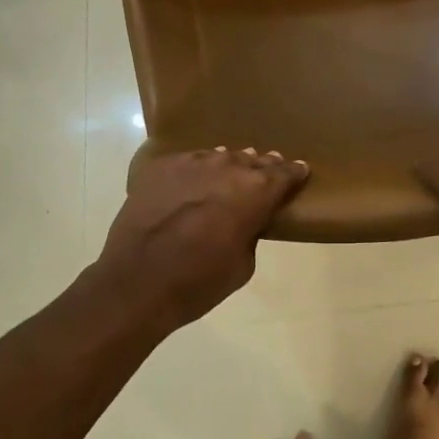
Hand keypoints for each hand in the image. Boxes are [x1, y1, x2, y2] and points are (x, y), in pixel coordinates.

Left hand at [96, 147, 308, 326]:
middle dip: (263, 166)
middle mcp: (227, 167)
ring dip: (229, 165)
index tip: (300, 170)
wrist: (137, 282)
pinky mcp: (161, 167)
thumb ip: (250, 232)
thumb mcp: (243, 264)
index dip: (294, 172)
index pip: (284, 173)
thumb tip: (244, 220)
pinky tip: (192, 181)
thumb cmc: (198, 281)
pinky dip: (196, 170)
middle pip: (253, 160)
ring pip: (219, 157)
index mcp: (256, 191)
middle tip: (268, 169)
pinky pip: (188, 162)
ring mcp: (191, 162)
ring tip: (231, 172)